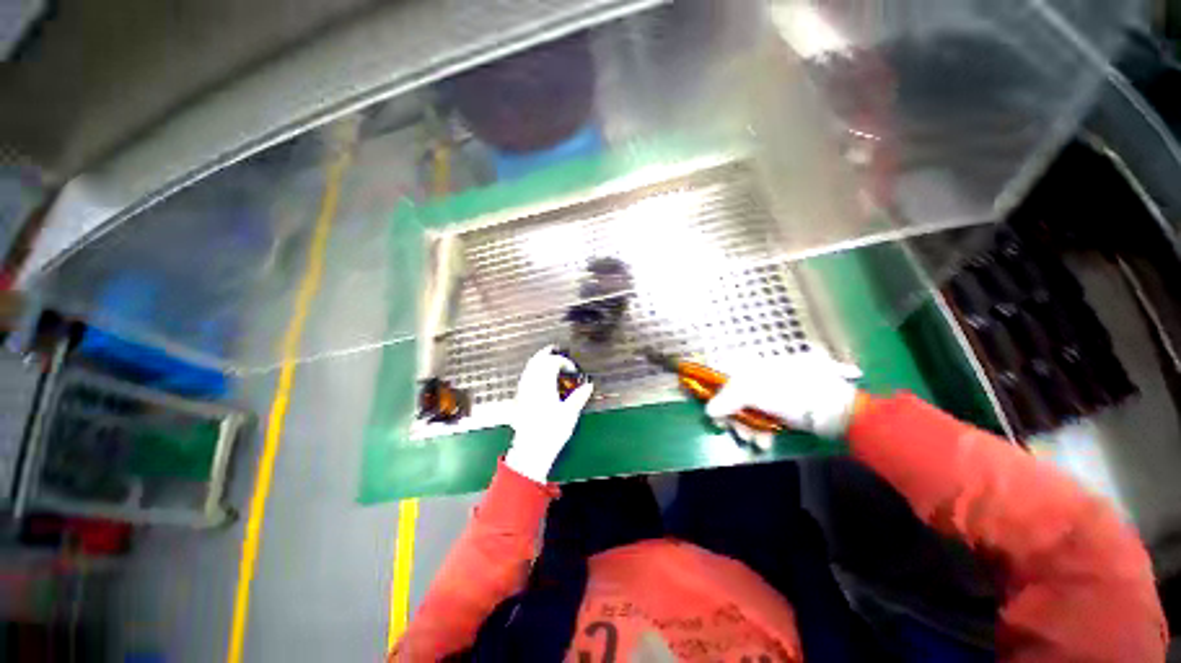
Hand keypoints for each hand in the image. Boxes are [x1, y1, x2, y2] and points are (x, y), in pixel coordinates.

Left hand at [504, 345, 594, 482]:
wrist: (531, 450)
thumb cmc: (552, 431)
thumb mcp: (570, 414)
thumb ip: (579, 397)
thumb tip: (589, 385)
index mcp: (544, 385)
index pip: (552, 363)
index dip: (563, 362)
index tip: (572, 369)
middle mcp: (532, 384)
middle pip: (537, 361)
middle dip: (547, 354)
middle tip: (557, 351)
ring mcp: (524, 391)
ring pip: (529, 368)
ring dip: (539, 360)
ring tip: (548, 359)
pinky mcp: (520, 398)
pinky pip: (525, 376)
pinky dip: (532, 370)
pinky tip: (538, 376)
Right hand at [705, 348, 861, 448]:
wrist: (834, 410)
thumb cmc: (790, 394)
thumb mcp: (753, 392)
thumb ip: (727, 400)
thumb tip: (709, 411)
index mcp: (751, 367)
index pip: (724, 379)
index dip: (716, 396)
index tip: (714, 415)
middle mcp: (759, 378)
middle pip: (734, 399)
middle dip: (735, 419)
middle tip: (737, 433)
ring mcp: (772, 393)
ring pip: (749, 412)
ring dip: (748, 429)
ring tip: (756, 442)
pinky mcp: (784, 409)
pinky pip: (764, 419)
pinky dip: (762, 431)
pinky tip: (766, 441)